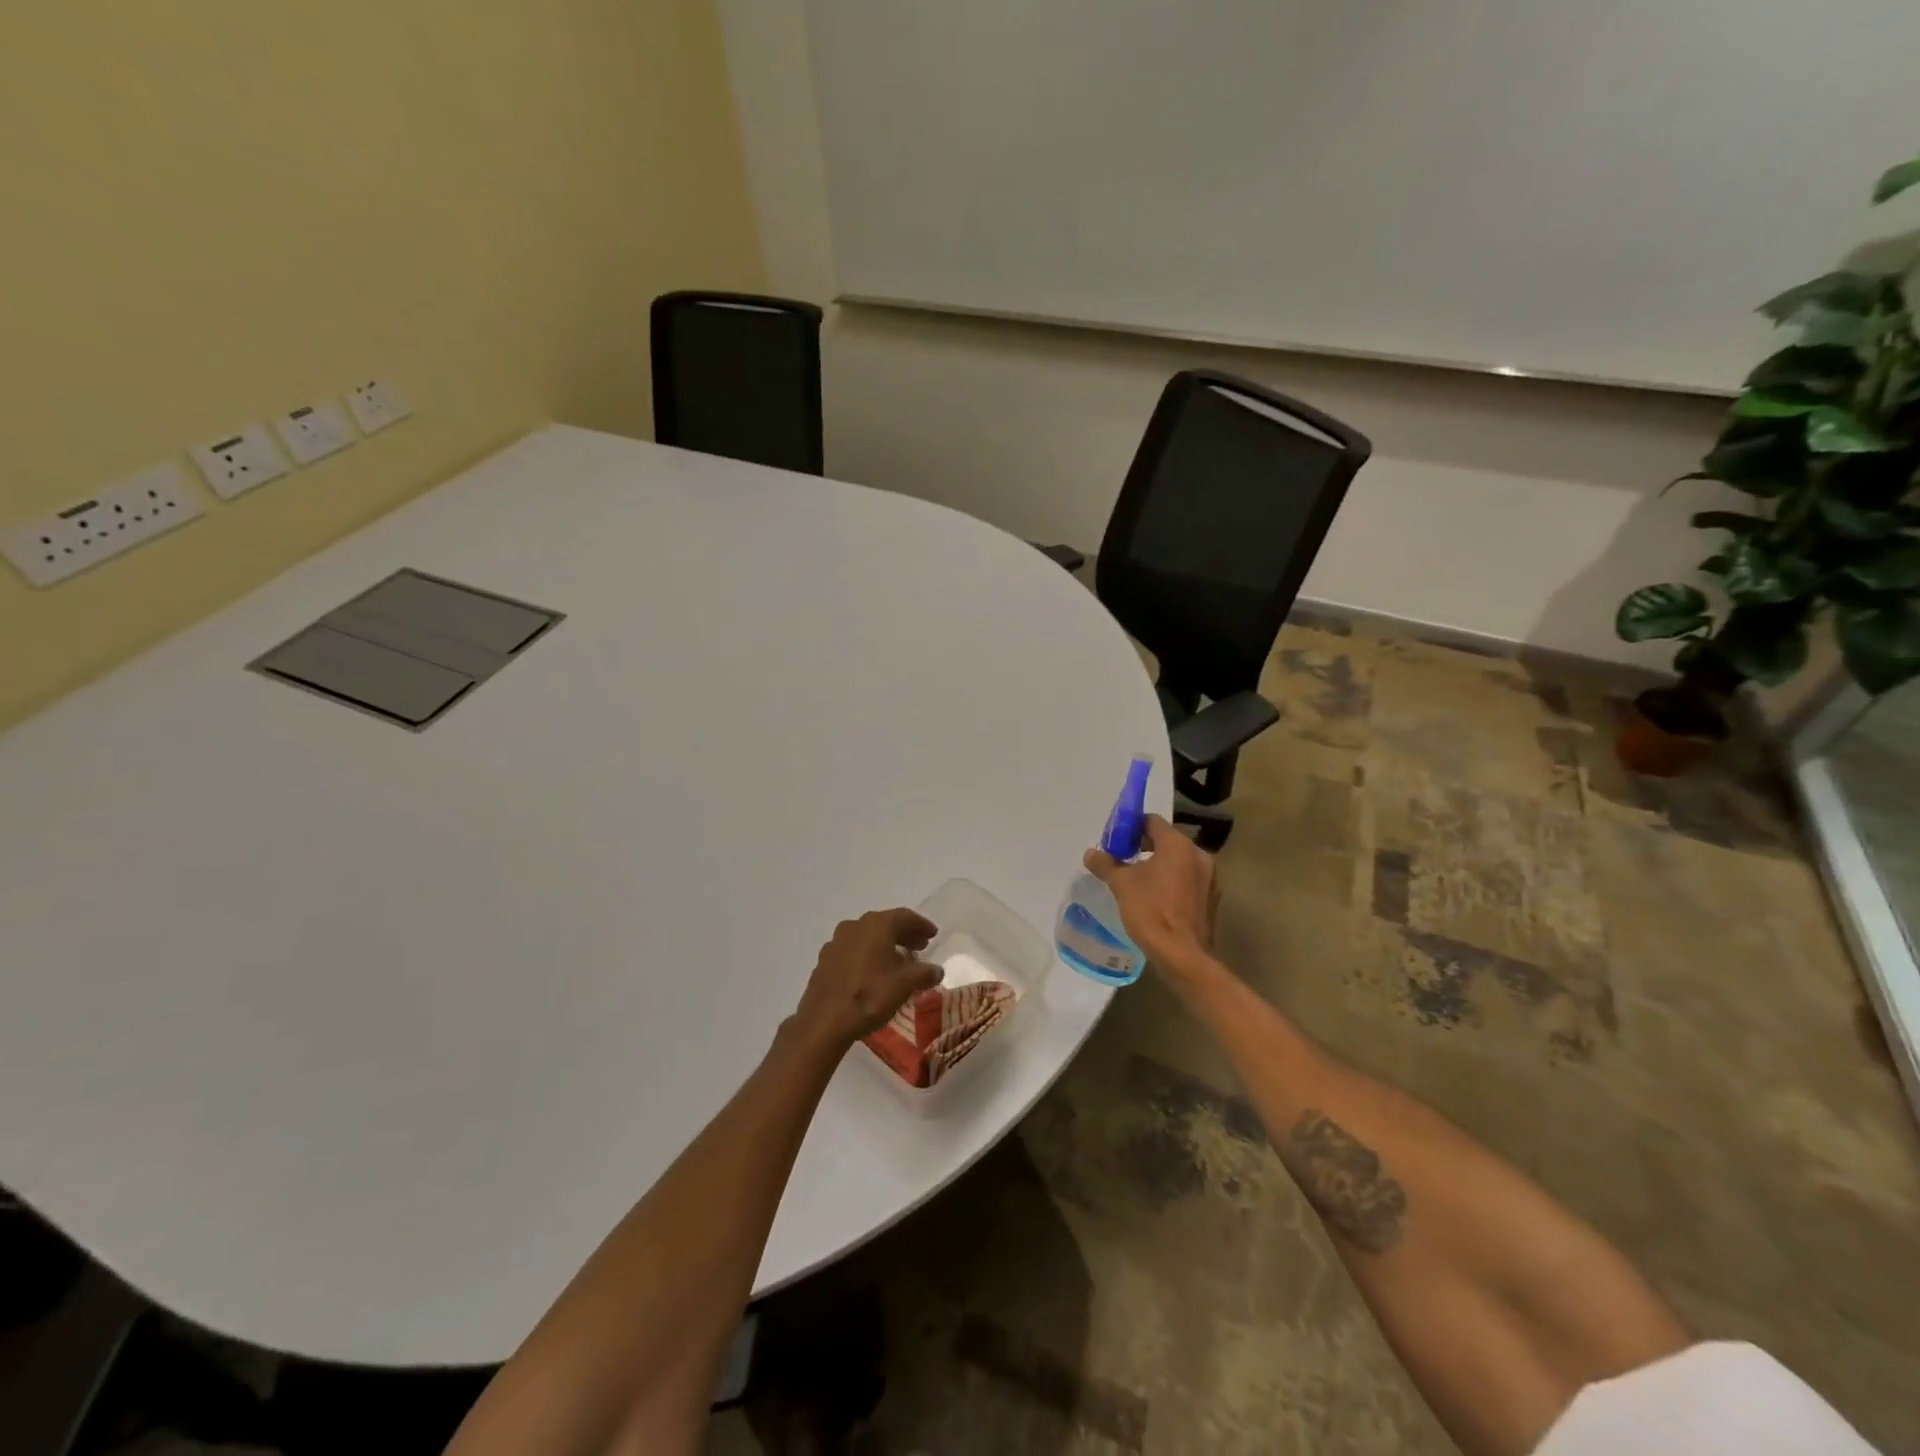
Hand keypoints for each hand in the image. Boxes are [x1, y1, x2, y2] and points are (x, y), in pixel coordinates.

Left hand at [792, 908, 944, 1052]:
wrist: (824, 1021)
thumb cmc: (869, 996)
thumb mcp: (904, 986)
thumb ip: (924, 974)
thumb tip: (937, 970)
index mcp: (876, 925)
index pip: (904, 916)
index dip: (921, 925)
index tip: (933, 934)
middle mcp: (855, 925)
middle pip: (885, 924)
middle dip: (904, 934)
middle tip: (920, 946)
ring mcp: (836, 941)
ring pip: (867, 936)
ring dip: (885, 944)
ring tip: (898, 961)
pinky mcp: (825, 959)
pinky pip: (852, 950)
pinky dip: (867, 955)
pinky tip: (873, 972)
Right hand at [1084, 815, 1215, 969]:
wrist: (1182, 955)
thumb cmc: (1151, 911)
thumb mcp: (1121, 885)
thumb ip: (1105, 864)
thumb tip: (1090, 853)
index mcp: (1177, 845)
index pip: (1152, 821)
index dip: (1131, 827)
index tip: (1115, 840)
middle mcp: (1198, 855)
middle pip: (1166, 840)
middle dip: (1143, 846)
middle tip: (1122, 858)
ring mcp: (1209, 877)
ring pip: (1178, 861)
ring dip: (1158, 864)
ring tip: (1137, 879)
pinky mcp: (1211, 898)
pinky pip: (1187, 879)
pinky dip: (1172, 880)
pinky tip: (1155, 897)